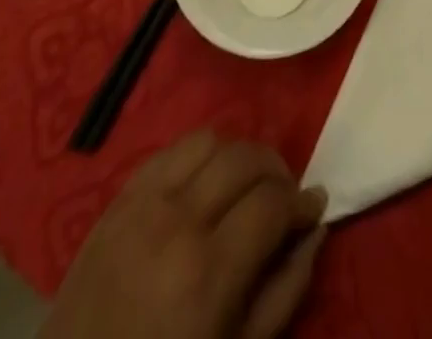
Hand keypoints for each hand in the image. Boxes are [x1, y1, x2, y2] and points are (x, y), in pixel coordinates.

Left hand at [40, 130, 326, 338]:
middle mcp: (177, 221)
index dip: (302, 201)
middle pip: (245, 158)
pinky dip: (197, 157)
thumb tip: (315, 229)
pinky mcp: (116, 201)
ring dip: (237, 156)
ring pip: (209, 140)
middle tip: (283, 198)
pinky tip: (203, 185)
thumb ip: (285, 291)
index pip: (273, 201)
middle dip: (276, 171)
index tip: (314, 208)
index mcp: (209, 272)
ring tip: (243, 188)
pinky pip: (169, 151)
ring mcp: (141, 205)